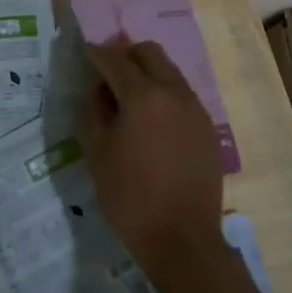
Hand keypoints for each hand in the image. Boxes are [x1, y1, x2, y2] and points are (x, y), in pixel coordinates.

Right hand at [80, 38, 225, 280]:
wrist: (182, 240)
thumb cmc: (130, 197)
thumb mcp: (96, 153)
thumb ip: (93, 111)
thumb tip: (98, 89)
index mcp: (143, 96)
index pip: (115, 59)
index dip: (95, 54)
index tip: (83, 55)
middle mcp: (174, 92)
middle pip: (149, 52)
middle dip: (124, 54)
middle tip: (105, 72)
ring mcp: (195, 109)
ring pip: (169, 70)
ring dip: (146, 72)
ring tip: (127, 97)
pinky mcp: (207, 127)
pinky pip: (181, 94)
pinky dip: (163, 92)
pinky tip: (150, 120)